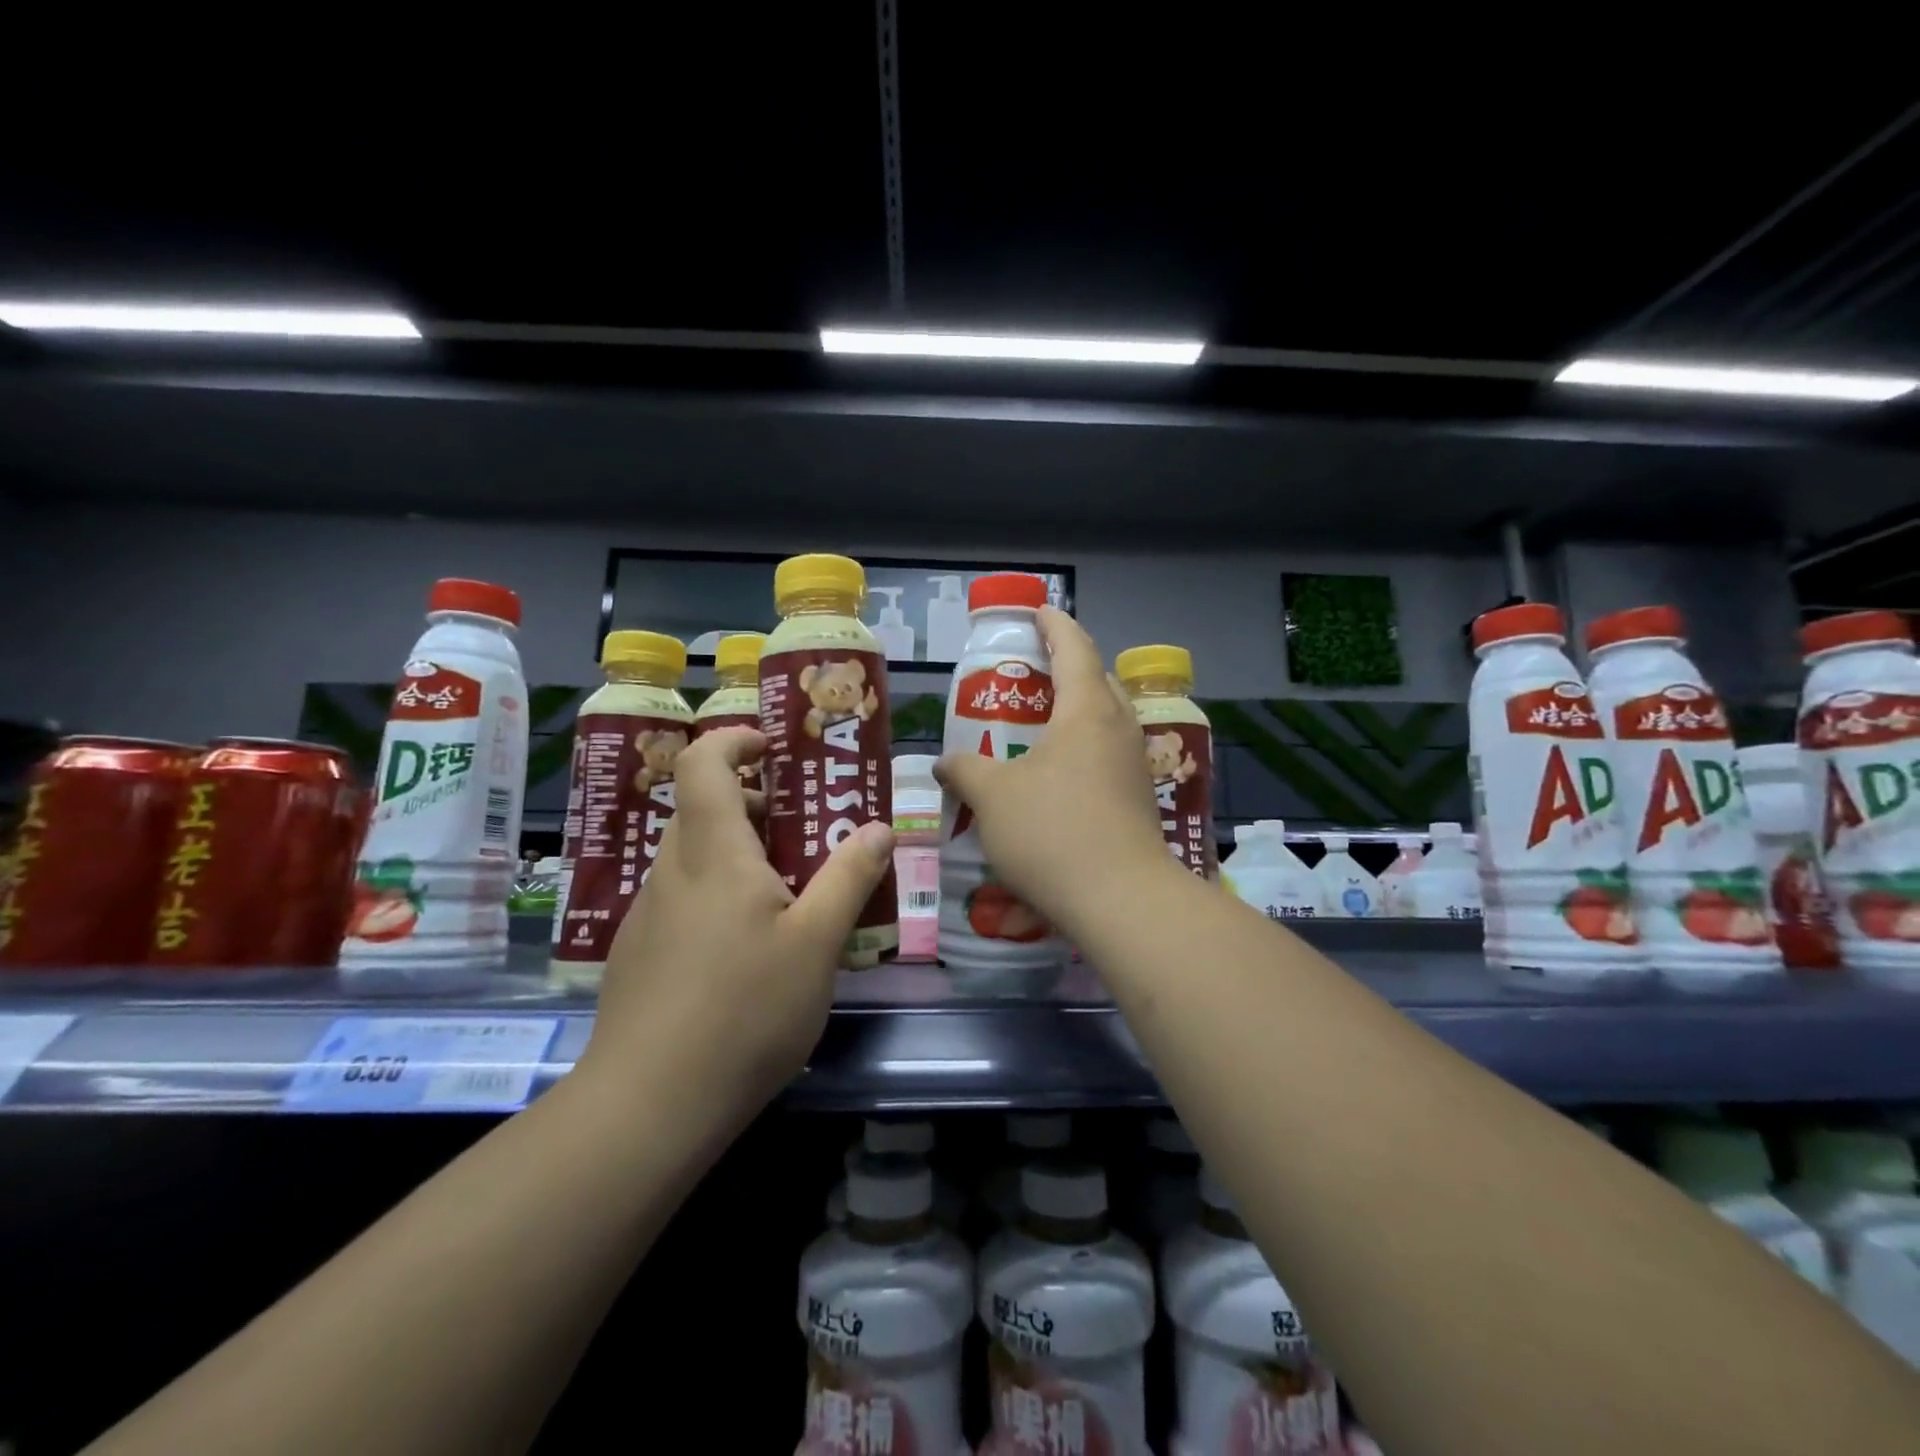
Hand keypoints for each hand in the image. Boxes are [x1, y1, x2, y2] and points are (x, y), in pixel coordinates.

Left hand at [581, 727, 894, 1132]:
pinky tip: (746, 949)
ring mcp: (647, 916)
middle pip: (700, 809)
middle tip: (800, 829)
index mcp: (713, 854)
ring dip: (735, 852)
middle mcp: (671, 872)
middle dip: (749, 803)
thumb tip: (880, 828)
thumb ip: (849, 878)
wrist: (648, 1107)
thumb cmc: (744, 1011)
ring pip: (691, 858)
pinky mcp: (637, 955)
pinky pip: (680, 899)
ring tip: (785, 893)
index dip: (734, 741)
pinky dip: (715, 894)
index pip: (701, 763)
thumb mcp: (817, 943)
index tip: (773, 750)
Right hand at [934, 606, 1175, 939]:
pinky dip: (1082, 750)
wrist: (1120, 900)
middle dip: (1066, 667)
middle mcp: (1119, 728)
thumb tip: (944, 762)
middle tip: (1029, 674)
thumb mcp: (992, 796)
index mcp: (1087, 709)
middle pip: (1096, 680)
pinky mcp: (1139, 800)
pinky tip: (1056, 778)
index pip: (1073, 646)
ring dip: (1076, 713)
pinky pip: (1108, 756)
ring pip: (1105, 721)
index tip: (1037, 612)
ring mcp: (1135, 765)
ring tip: (1038, 726)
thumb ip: (964, 769)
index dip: (1053, 624)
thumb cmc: (1052, 831)